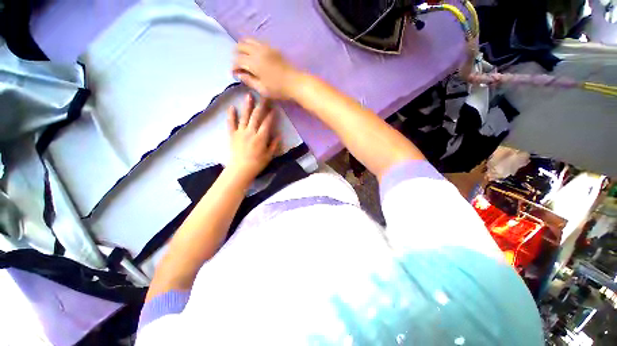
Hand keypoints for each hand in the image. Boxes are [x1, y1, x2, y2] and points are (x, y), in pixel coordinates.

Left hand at [226, 94, 279, 183]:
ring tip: (248, 96)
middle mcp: (251, 132)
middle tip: (264, 96)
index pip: (267, 123)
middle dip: (261, 106)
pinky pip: (231, 123)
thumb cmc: (257, 164)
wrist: (240, 170)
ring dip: (247, 106)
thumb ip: (274, 145)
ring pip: (244, 117)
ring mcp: (240, 132)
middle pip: (256, 116)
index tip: (274, 108)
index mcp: (261, 137)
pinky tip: (231, 107)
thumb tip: (279, 135)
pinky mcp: (232, 135)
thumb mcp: (269, 156)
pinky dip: (231, 115)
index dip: (271, 115)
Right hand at [233, 39, 299, 99]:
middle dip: (236, 54)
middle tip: (238, 65)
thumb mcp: (262, 89)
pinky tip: (256, 56)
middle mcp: (258, 51)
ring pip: (249, 40)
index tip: (234, 74)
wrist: (296, 83)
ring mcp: (266, 48)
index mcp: (254, 63)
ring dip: (244, 48)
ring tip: (245, 59)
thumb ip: (249, 81)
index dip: (233, 67)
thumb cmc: (279, 89)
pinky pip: (258, 42)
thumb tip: (240, 75)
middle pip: (241, 45)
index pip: (237, 60)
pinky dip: (253, 46)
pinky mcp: (273, 48)